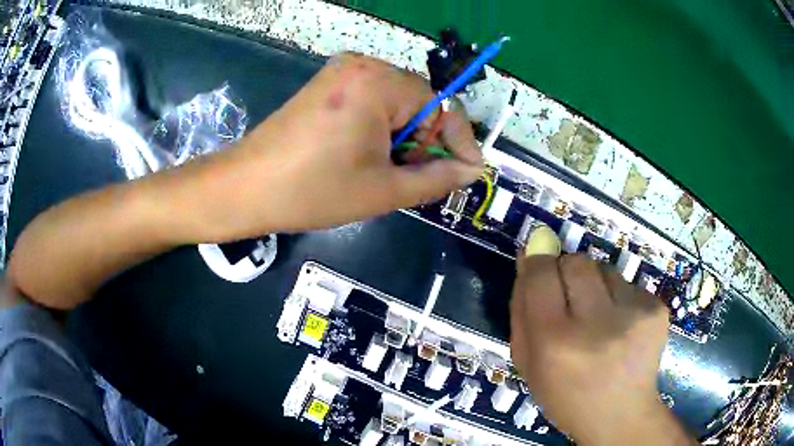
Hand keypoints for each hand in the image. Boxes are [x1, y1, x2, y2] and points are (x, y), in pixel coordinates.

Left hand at [180, 53, 483, 240]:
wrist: (245, 187)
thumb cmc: (314, 190)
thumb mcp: (384, 190)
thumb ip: (437, 178)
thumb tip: (471, 171)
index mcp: (380, 83)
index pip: (442, 107)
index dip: (461, 142)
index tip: (471, 172)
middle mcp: (363, 65)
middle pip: (419, 102)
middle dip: (427, 142)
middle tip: (420, 179)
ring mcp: (341, 72)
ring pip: (396, 103)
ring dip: (404, 137)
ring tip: (390, 172)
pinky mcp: (327, 84)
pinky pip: (372, 101)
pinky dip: (381, 128)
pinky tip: (369, 155)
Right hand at [509, 226, 691, 444]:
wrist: (620, 415)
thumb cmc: (565, 396)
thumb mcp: (528, 365)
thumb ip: (521, 310)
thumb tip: (527, 256)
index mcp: (555, 342)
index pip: (542, 273)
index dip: (538, 263)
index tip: (539, 268)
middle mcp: (597, 324)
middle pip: (576, 261)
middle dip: (567, 272)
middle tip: (571, 300)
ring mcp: (633, 315)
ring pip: (604, 268)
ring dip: (596, 285)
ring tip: (600, 318)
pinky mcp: (656, 309)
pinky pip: (629, 284)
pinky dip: (620, 298)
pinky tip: (622, 327)